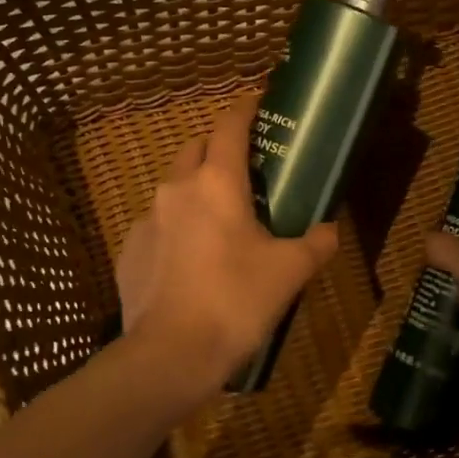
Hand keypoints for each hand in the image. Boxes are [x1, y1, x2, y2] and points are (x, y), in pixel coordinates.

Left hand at [116, 93, 339, 396]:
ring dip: (196, 191)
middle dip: (218, 149)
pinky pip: (157, 226)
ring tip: (221, 222)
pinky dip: (176, 229)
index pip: (229, 125)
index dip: (245, 108)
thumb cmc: (236, 301)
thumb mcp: (290, 271)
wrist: (171, 355)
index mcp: (216, 183)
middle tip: (246, 172)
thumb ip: (316, 242)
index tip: (259, 102)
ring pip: (174, 188)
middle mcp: (175, 190)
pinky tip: (191, 262)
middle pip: (195, 149)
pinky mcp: (129, 252)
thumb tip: (329, 230)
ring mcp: (146, 220)